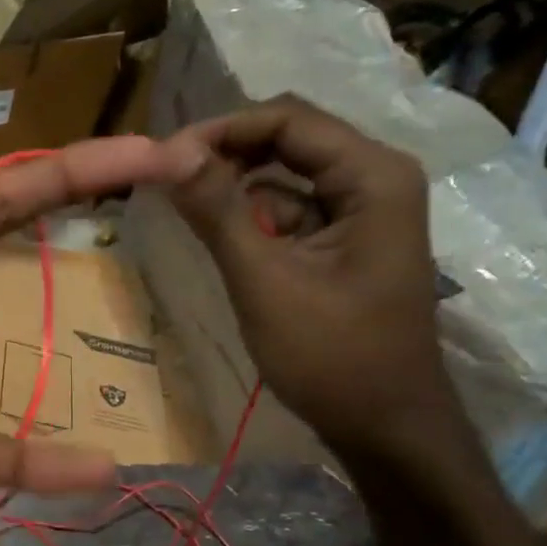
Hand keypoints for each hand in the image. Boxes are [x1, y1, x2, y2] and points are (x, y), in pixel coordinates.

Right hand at [163, 96, 457, 456]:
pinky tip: (218, 238)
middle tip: (165, 179)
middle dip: (225, 155)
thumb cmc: (331, 356)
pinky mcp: (344, 241)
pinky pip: (290, 210)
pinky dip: (251, 218)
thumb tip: (169, 152)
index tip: (161, 158)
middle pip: (288, 139)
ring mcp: (362, 211)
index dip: (220, 130)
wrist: (384, 425)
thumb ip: (219, 212)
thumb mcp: (265, 281)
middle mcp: (374, 178)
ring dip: (235, 187)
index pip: (287, 120)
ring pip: (285, 175)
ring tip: (180, 208)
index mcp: (372, 176)